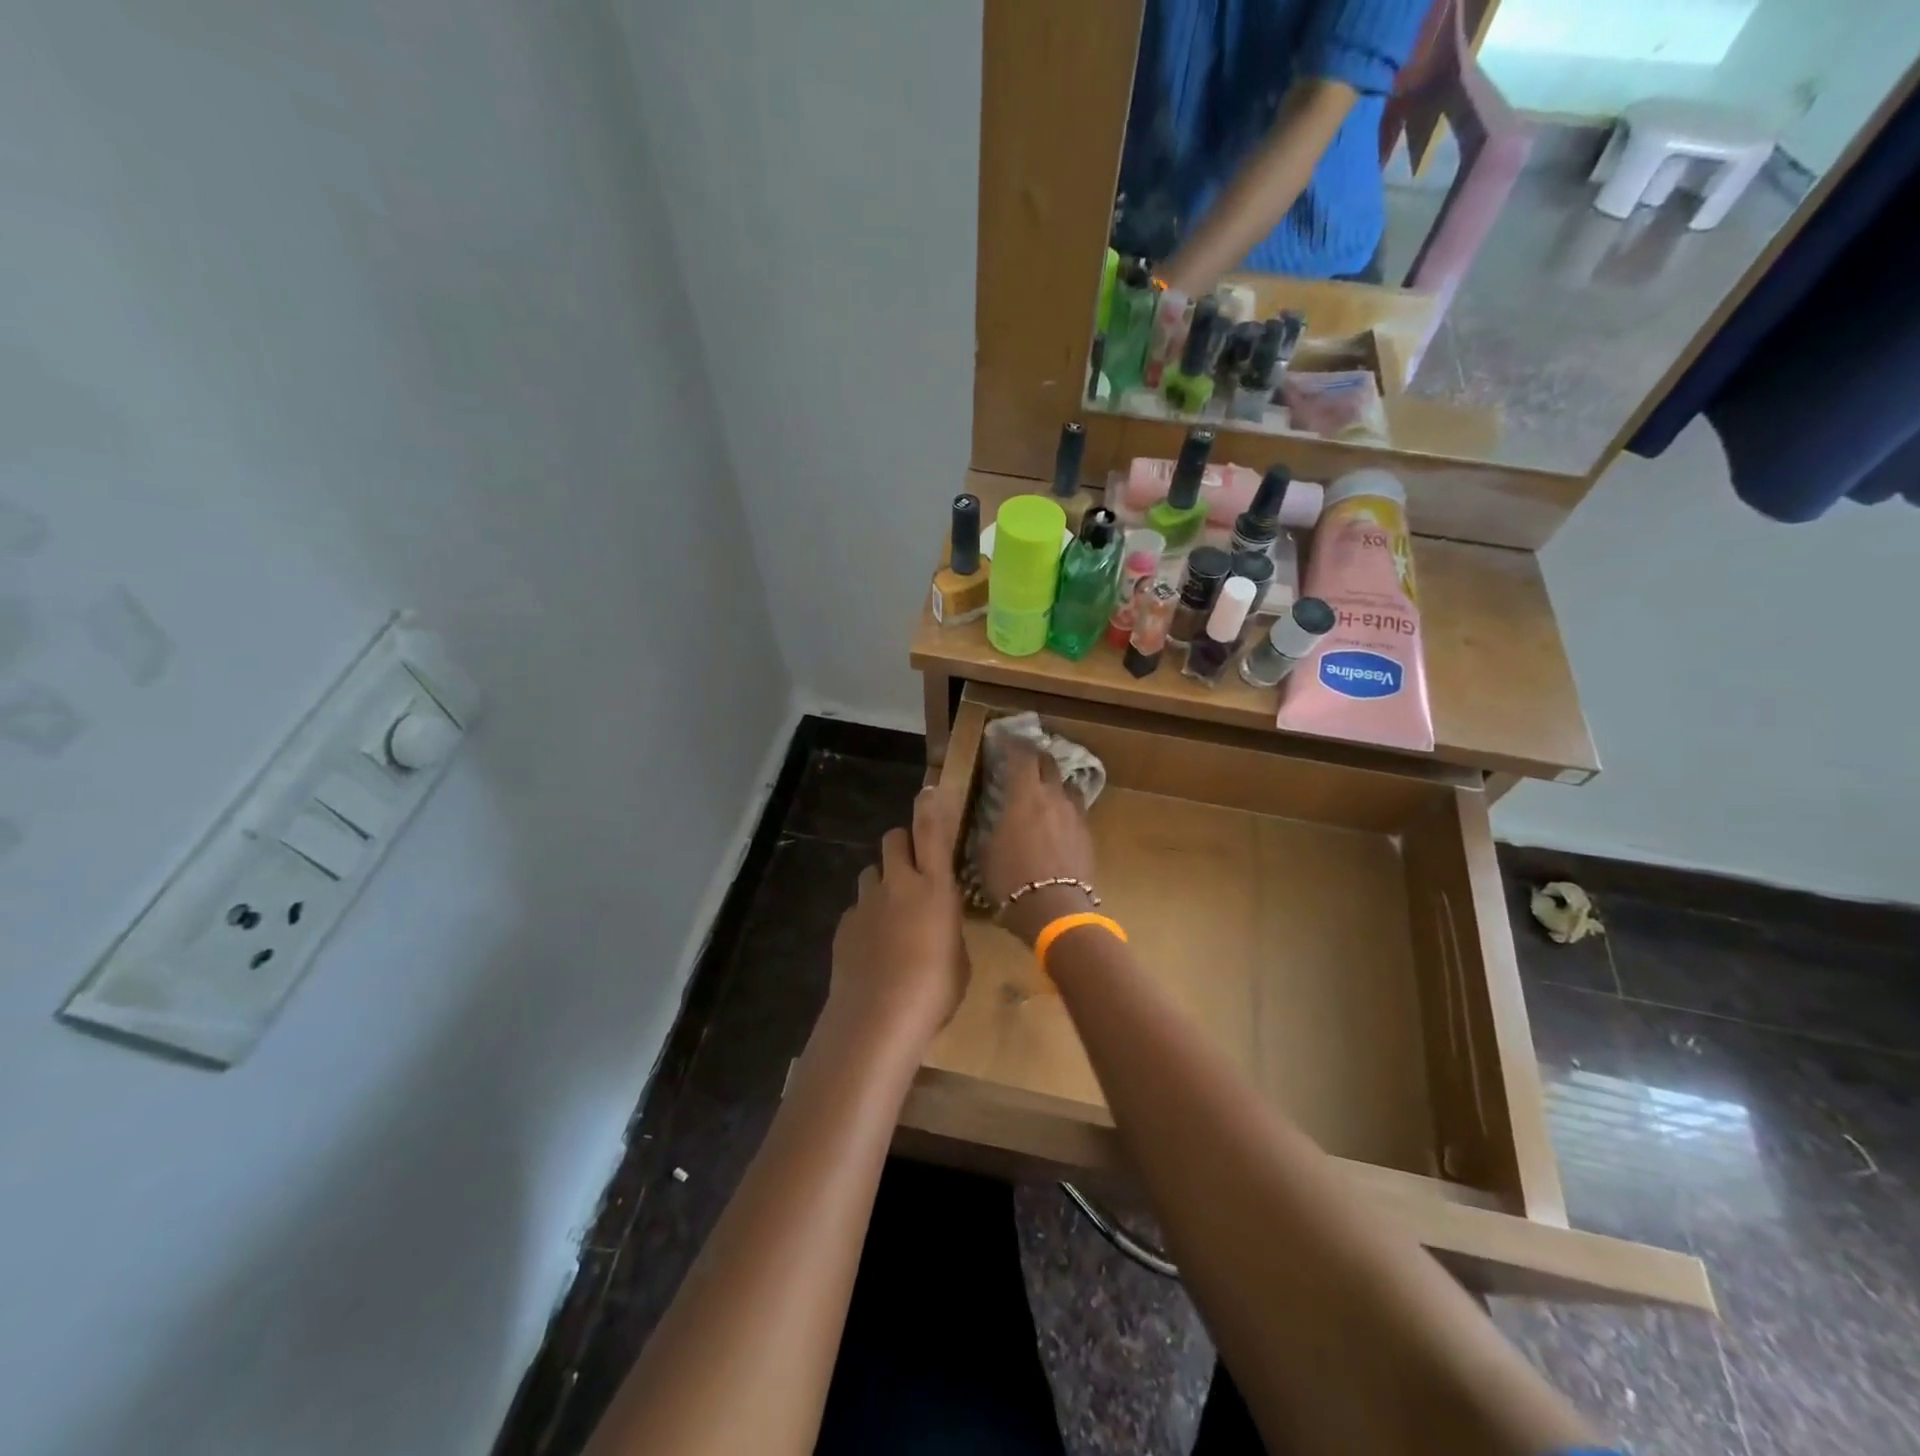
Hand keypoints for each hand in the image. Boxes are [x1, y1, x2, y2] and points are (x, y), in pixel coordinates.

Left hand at [827, 788, 967, 1051]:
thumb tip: (937, 925)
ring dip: (883, 881)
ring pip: (872, 872)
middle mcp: (898, 884)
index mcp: (935, 887)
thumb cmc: (934, 990)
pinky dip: (867, 916)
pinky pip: (858, 907)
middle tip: (913, 869)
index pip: (931, 832)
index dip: (929, 807)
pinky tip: (873, 947)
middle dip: (902, 846)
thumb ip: (947, 928)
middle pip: (893, 840)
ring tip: (892, 913)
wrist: (878, 1017)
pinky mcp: (844, 924)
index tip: (928, 791)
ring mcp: (866, 902)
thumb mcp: (958, 957)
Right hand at [978, 742, 1098, 945]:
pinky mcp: (1088, 836)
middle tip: (1023, 761)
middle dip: (1035, 757)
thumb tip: (992, 816)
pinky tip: (1057, 821)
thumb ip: (991, 826)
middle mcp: (1053, 797)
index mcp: (1025, 795)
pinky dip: (1065, 809)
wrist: (1055, 910)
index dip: (1011, 743)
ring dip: (1055, 783)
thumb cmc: (1011, 880)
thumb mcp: (986, 851)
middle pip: (1049, 763)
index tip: (1001, 739)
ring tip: (1044, 791)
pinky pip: (1076, 811)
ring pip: (1067, 786)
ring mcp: (1075, 815)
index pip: (1021, 755)